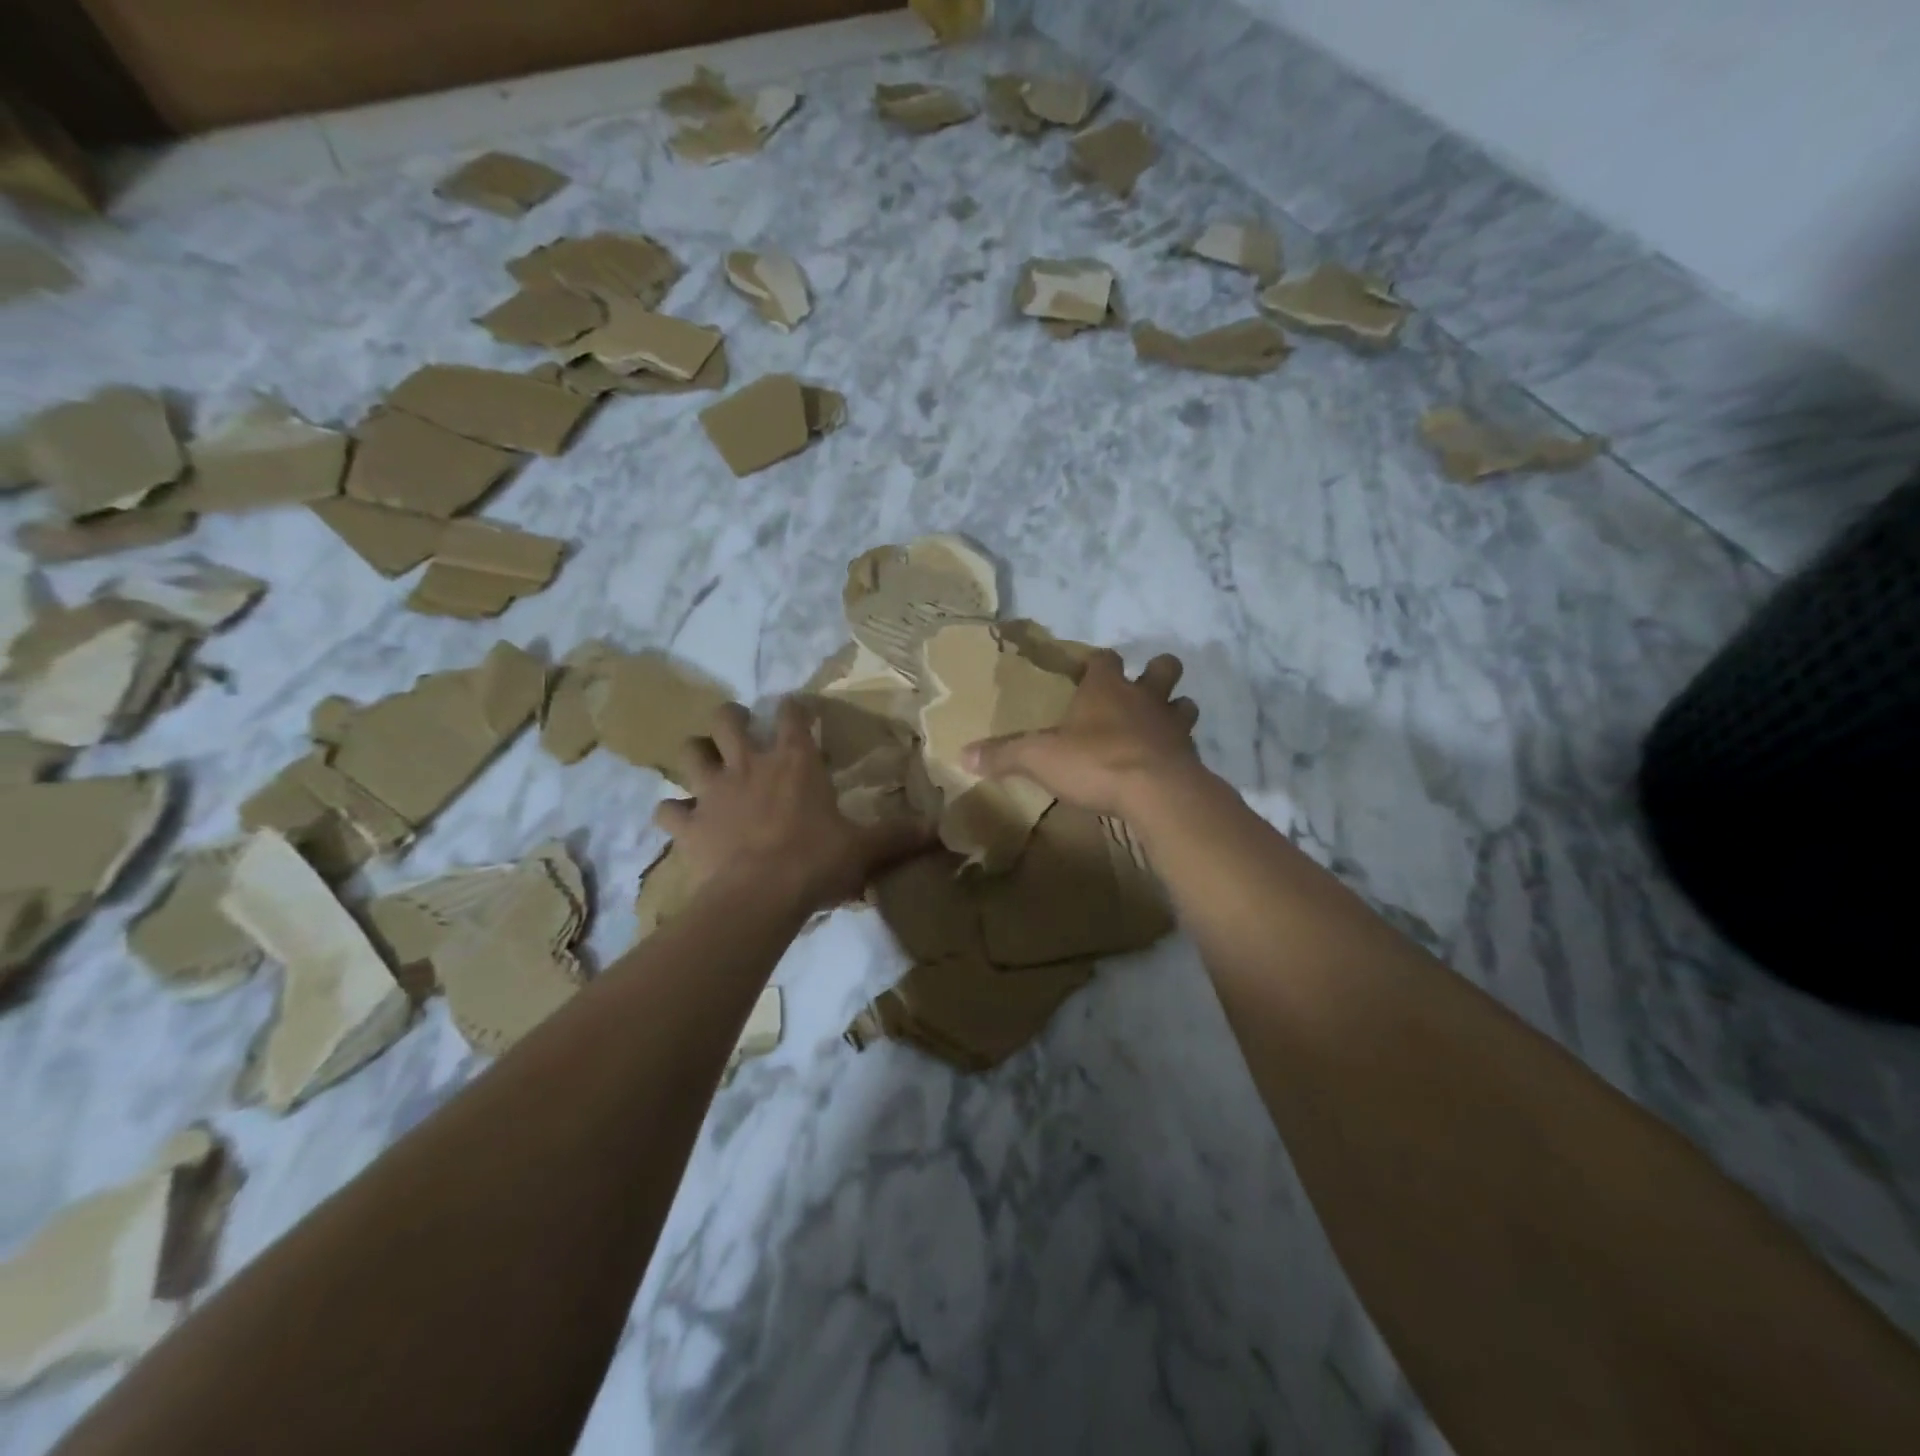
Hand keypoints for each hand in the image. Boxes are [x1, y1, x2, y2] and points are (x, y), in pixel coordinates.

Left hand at [654, 699, 932, 915]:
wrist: (759, 897)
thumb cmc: (816, 861)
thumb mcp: (864, 847)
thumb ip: (899, 835)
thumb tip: (941, 830)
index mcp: (794, 761)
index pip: (792, 714)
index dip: (795, 708)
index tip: (798, 711)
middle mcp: (749, 764)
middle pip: (727, 719)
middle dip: (732, 718)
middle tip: (740, 729)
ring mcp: (712, 791)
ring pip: (689, 753)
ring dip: (696, 755)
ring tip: (705, 766)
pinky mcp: (688, 825)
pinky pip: (666, 810)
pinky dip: (672, 813)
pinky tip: (680, 820)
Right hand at [963, 650, 1203, 817]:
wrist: (1157, 793)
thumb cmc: (1095, 762)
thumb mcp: (1039, 758)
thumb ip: (1004, 754)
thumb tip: (961, 755)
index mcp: (1107, 689)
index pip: (1106, 659)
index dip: (1099, 662)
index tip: (1091, 669)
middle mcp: (1144, 698)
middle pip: (1163, 668)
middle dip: (1156, 672)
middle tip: (1143, 688)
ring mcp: (1172, 726)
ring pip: (1184, 705)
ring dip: (1175, 710)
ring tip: (1159, 727)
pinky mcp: (1189, 757)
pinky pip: (1188, 746)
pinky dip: (1178, 751)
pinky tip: (1165, 766)